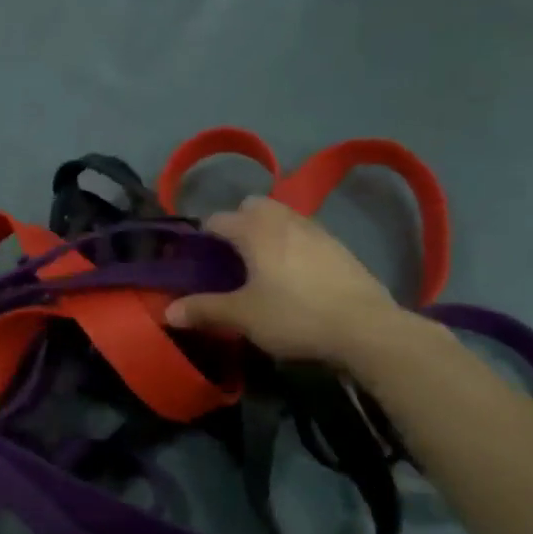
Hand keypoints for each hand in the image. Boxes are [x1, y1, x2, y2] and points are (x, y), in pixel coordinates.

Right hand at [166, 196, 401, 366]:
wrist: (365, 328)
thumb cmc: (294, 316)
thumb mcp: (243, 317)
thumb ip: (204, 309)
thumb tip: (167, 311)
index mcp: (256, 231)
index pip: (219, 219)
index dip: (204, 236)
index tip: (199, 258)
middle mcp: (285, 221)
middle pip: (254, 205)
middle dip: (239, 222)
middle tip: (233, 256)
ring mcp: (317, 231)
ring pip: (283, 216)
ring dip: (268, 230)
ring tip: (263, 265)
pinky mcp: (340, 248)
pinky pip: (306, 233)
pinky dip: (293, 244)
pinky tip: (296, 276)